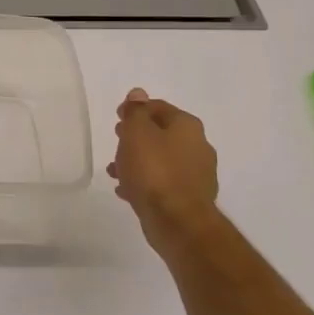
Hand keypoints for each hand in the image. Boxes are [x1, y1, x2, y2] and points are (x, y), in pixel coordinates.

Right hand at [107, 89, 220, 253]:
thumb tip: (138, 93)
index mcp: (187, 126)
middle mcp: (198, 146)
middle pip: (161, 133)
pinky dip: (145, 181)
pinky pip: (162, 182)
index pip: (158, 107)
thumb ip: (136, 112)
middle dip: (137, 136)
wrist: (177, 221)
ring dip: (138, 161)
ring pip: (161, 159)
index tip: (117, 117)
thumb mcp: (137, 133)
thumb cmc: (154, 170)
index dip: (136, 109)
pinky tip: (127, 190)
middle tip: (117, 140)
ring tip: (115, 170)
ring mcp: (196, 174)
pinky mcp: (189, 197)